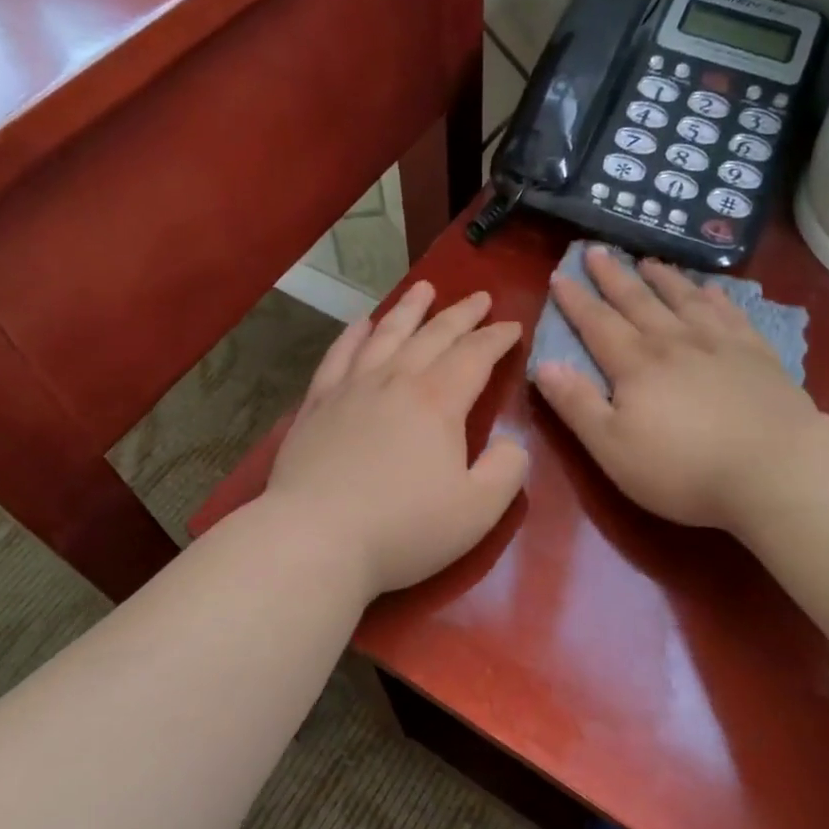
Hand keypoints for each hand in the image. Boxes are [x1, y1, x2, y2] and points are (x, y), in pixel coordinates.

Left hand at [264, 281, 527, 598]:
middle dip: (461, 314)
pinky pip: (338, 356)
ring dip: (409, 309)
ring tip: (423, 288)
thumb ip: (507, 471)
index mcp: (438, 402)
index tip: (513, 326)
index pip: (475, 356)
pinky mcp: (316, 405)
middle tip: (480, 296)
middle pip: (433, 335)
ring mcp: (351, 389)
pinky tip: (361, 323)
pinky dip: (353, 335)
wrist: (316, 540)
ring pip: (386, 335)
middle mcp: (395, 382)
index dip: (497, 338)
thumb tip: (512, 445)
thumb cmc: (404, 529)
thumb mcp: (478, 510)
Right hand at [534, 247, 816, 533]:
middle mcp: (674, 342)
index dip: (575, 300)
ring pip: (684, 299)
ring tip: (648, 261)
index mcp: (635, 365)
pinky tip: (711, 289)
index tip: (559, 275)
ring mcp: (719, 344)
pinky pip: (730, 313)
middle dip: (613, 276)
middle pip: (637, 301)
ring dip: (662, 278)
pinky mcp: (757, 354)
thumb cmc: (683, 468)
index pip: (597, 324)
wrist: (775, 469)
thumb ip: (577, 404)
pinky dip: (716, 297)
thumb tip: (544, 365)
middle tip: (596, 251)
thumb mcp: (612, 448)